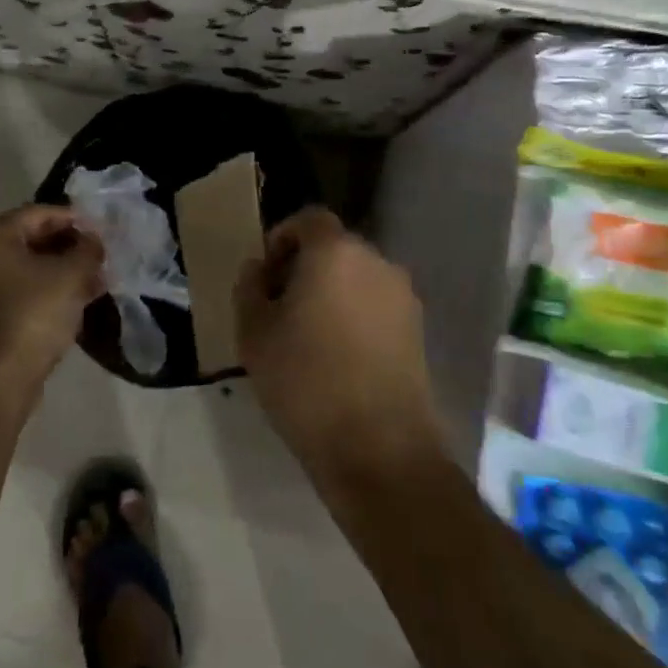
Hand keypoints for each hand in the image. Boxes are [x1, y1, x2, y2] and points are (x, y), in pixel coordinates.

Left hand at [0, 204, 104, 391]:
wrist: (1, 376)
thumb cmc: (34, 313)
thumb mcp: (71, 275)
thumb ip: (87, 249)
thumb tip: (93, 241)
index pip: (40, 213)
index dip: (75, 219)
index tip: (102, 231)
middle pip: (34, 238)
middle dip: (71, 246)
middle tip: (102, 255)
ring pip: (32, 266)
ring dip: (65, 269)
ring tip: (99, 278)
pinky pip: (26, 289)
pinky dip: (52, 289)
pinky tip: (82, 299)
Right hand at [234, 208, 443, 479]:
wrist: (378, 448)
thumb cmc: (304, 380)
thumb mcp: (254, 332)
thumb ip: (249, 288)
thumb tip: (258, 269)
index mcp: (335, 252)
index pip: (309, 219)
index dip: (282, 237)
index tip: (264, 273)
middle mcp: (377, 262)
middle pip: (335, 248)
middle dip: (304, 267)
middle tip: (278, 306)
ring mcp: (403, 298)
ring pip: (357, 279)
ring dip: (331, 293)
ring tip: (306, 335)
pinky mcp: (418, 332)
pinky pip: (376, 307)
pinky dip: (354, 316)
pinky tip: (337, 357)